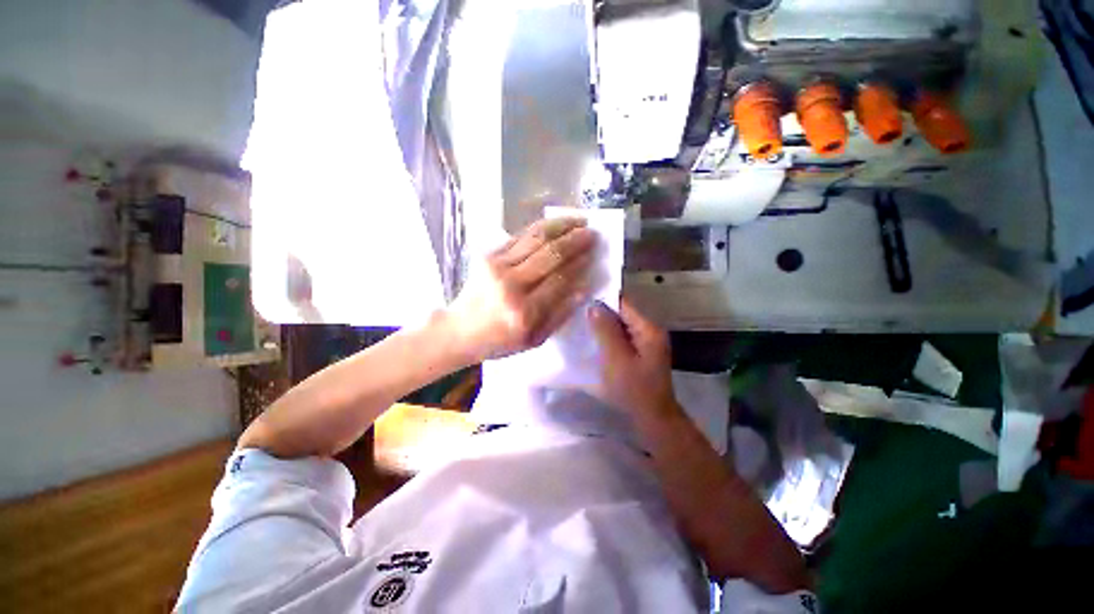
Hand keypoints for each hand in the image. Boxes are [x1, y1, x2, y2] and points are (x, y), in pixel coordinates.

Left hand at [444, 217, 595, 363]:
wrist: (460, 329)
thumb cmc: (501, 340)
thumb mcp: (536, 339)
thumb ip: (561, 314)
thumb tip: (585, 287)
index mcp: (524, 312)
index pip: (561, 280)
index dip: (580, 263)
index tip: (595, 253)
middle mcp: (511, 285)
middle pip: (551, 255)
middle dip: (575, 241)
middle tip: (593, 233)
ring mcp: (497, 266)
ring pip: (536, 238)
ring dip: (561, 226)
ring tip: (579, 220)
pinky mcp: (489, 255)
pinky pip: (520, 236)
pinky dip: (541, 227)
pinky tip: (556, 223)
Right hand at [588, 297, 679, 419]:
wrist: (652, 418)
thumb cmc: (633, 389)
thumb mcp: (615, 359)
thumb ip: (605, 330)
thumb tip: (594, 306)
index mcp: (648, 329)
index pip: (623, 303)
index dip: (603, 300)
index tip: (581, 300)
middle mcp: (649, 331)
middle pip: (622, 314)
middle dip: (601, 313)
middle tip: (577, 314)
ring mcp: (646, 343)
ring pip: (620, 326)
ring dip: (603, 326)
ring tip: (581, 325)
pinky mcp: (640, 354)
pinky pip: (621, 338)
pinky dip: (608, 338)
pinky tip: (593, 341)